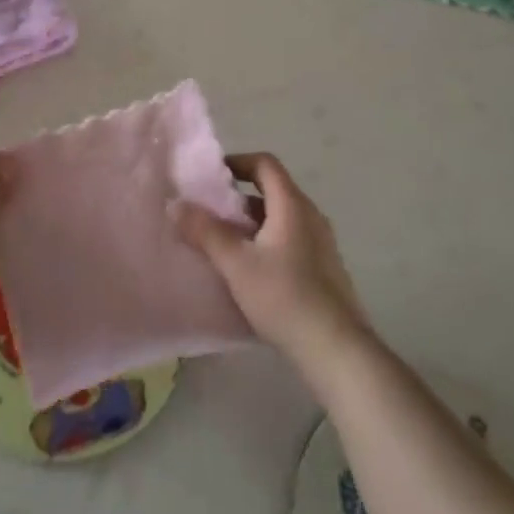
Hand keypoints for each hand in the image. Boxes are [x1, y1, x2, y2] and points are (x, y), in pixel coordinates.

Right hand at [175, 152, 371, 368]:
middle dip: (238, 198)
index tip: (211, 177)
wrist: (337, 350)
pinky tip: (250, 272)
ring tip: (223, 244)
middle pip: (272, 191)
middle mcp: (311, 216)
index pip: (265, 164)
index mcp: (292, 205)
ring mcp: (322, 244)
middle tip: (210, 213)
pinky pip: (291, 240)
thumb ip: (205, 231)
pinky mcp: (324, 269)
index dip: (237, 162)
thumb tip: (176, 203)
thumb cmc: (284, 297)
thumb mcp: (236, 264)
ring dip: (251, 223)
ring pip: (281, 218)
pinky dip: (267, 242)